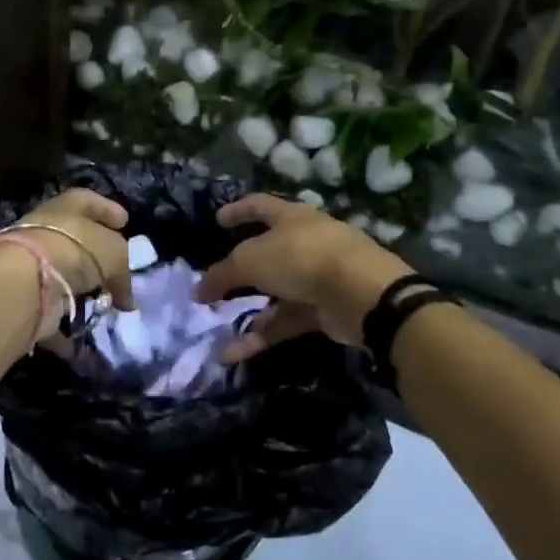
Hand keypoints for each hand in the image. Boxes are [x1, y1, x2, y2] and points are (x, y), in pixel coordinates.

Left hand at [10, 189, 136, 312]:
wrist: (28, 279)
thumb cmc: (77, 249)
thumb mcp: (115, 253)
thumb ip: (123, 271)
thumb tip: (125, 298)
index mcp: (66, 206)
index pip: (88, 200)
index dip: (107, 210)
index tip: (124, 222)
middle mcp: (45, 228)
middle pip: (75, 237)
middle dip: (97, 254)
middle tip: (117, 268)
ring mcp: (32, 260)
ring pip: (64, 271)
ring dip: (83, 286)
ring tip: (105, 300)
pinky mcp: (25, 291)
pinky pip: (53, 302)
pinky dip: (68, 315)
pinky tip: (84, 325)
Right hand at [194, 194, 414, 362]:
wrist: (360, 292)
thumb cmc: (301, 258)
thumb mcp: (251, 260)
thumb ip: (223, 274)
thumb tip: (199, 291)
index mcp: (291, 217)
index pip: (260, 206)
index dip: (238, 210)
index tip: (218, 220)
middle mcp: (306, 242)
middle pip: (268, 253)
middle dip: (241, 270)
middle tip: (216, 283)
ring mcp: (318, 277)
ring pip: (275, 292)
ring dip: (247, 310)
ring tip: (217, 325)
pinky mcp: (325, 309)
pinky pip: (285, 320)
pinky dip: (261, 335)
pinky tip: (234, 352)